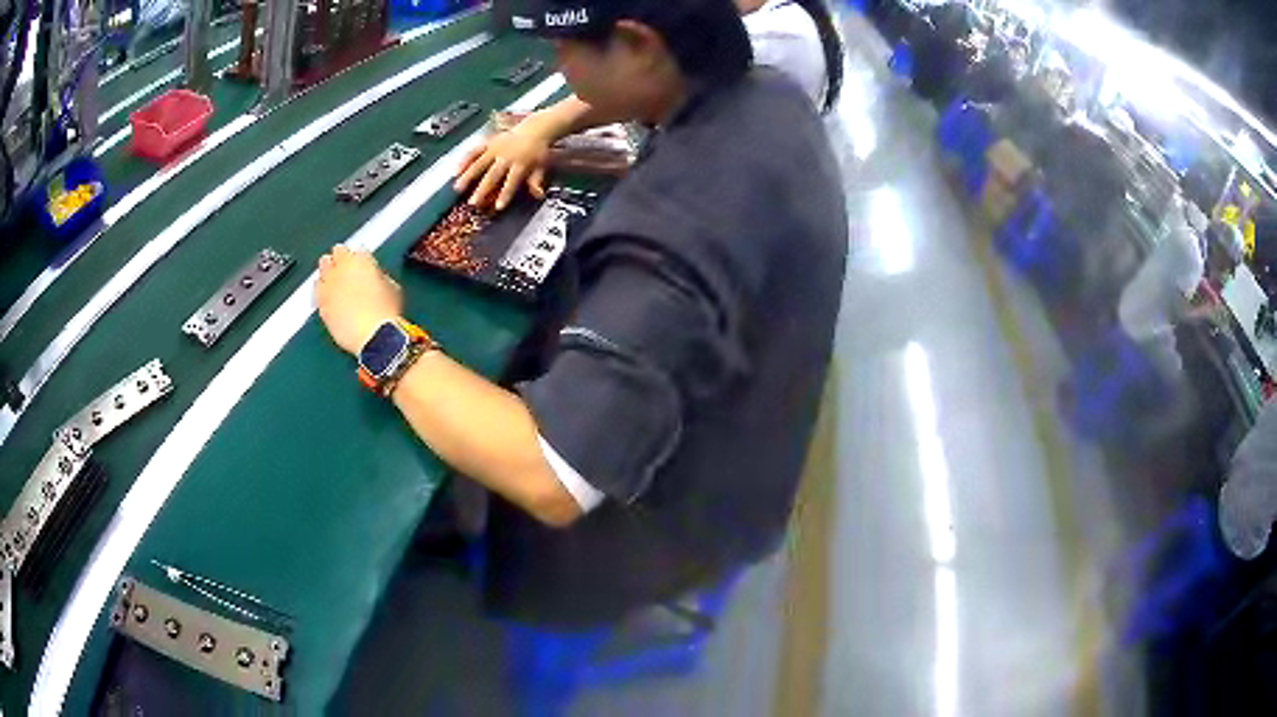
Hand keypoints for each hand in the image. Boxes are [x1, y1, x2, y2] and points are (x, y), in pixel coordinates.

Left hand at [315, 246, 403, 355]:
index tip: (362, 263)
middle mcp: (342, 267)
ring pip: (323, 266)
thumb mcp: (391, 288)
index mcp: (362, 259)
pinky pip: (316, 288)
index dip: (360, 257)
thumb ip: (378, 277)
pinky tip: (326, 294)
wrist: (372, 336)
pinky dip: (321, 288)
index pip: (358, 249)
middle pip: (337, 252)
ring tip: (334, 279)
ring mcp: (329, 283)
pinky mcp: (321, 301)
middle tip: (346, 268)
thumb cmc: (385, 314)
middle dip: (341, 258)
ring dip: (329, 270)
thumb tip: (373, 278)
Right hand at [453, 121, 551, 210]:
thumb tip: (539, 195)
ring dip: (468, 176)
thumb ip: (536, 180)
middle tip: (473, 203)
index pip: (512, 181)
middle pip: (492, 175)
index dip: (505, 194)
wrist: (535, 129)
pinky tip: (456, 170)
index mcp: (520, 163)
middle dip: (482, 189)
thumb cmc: (538, 151)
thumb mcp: (541, 166)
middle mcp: (506, 156)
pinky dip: (465, 160)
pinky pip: (475, 151)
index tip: (498, 207)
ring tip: (457, 188)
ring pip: (479, 163)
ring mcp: (495, 149)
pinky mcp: (489, 143)